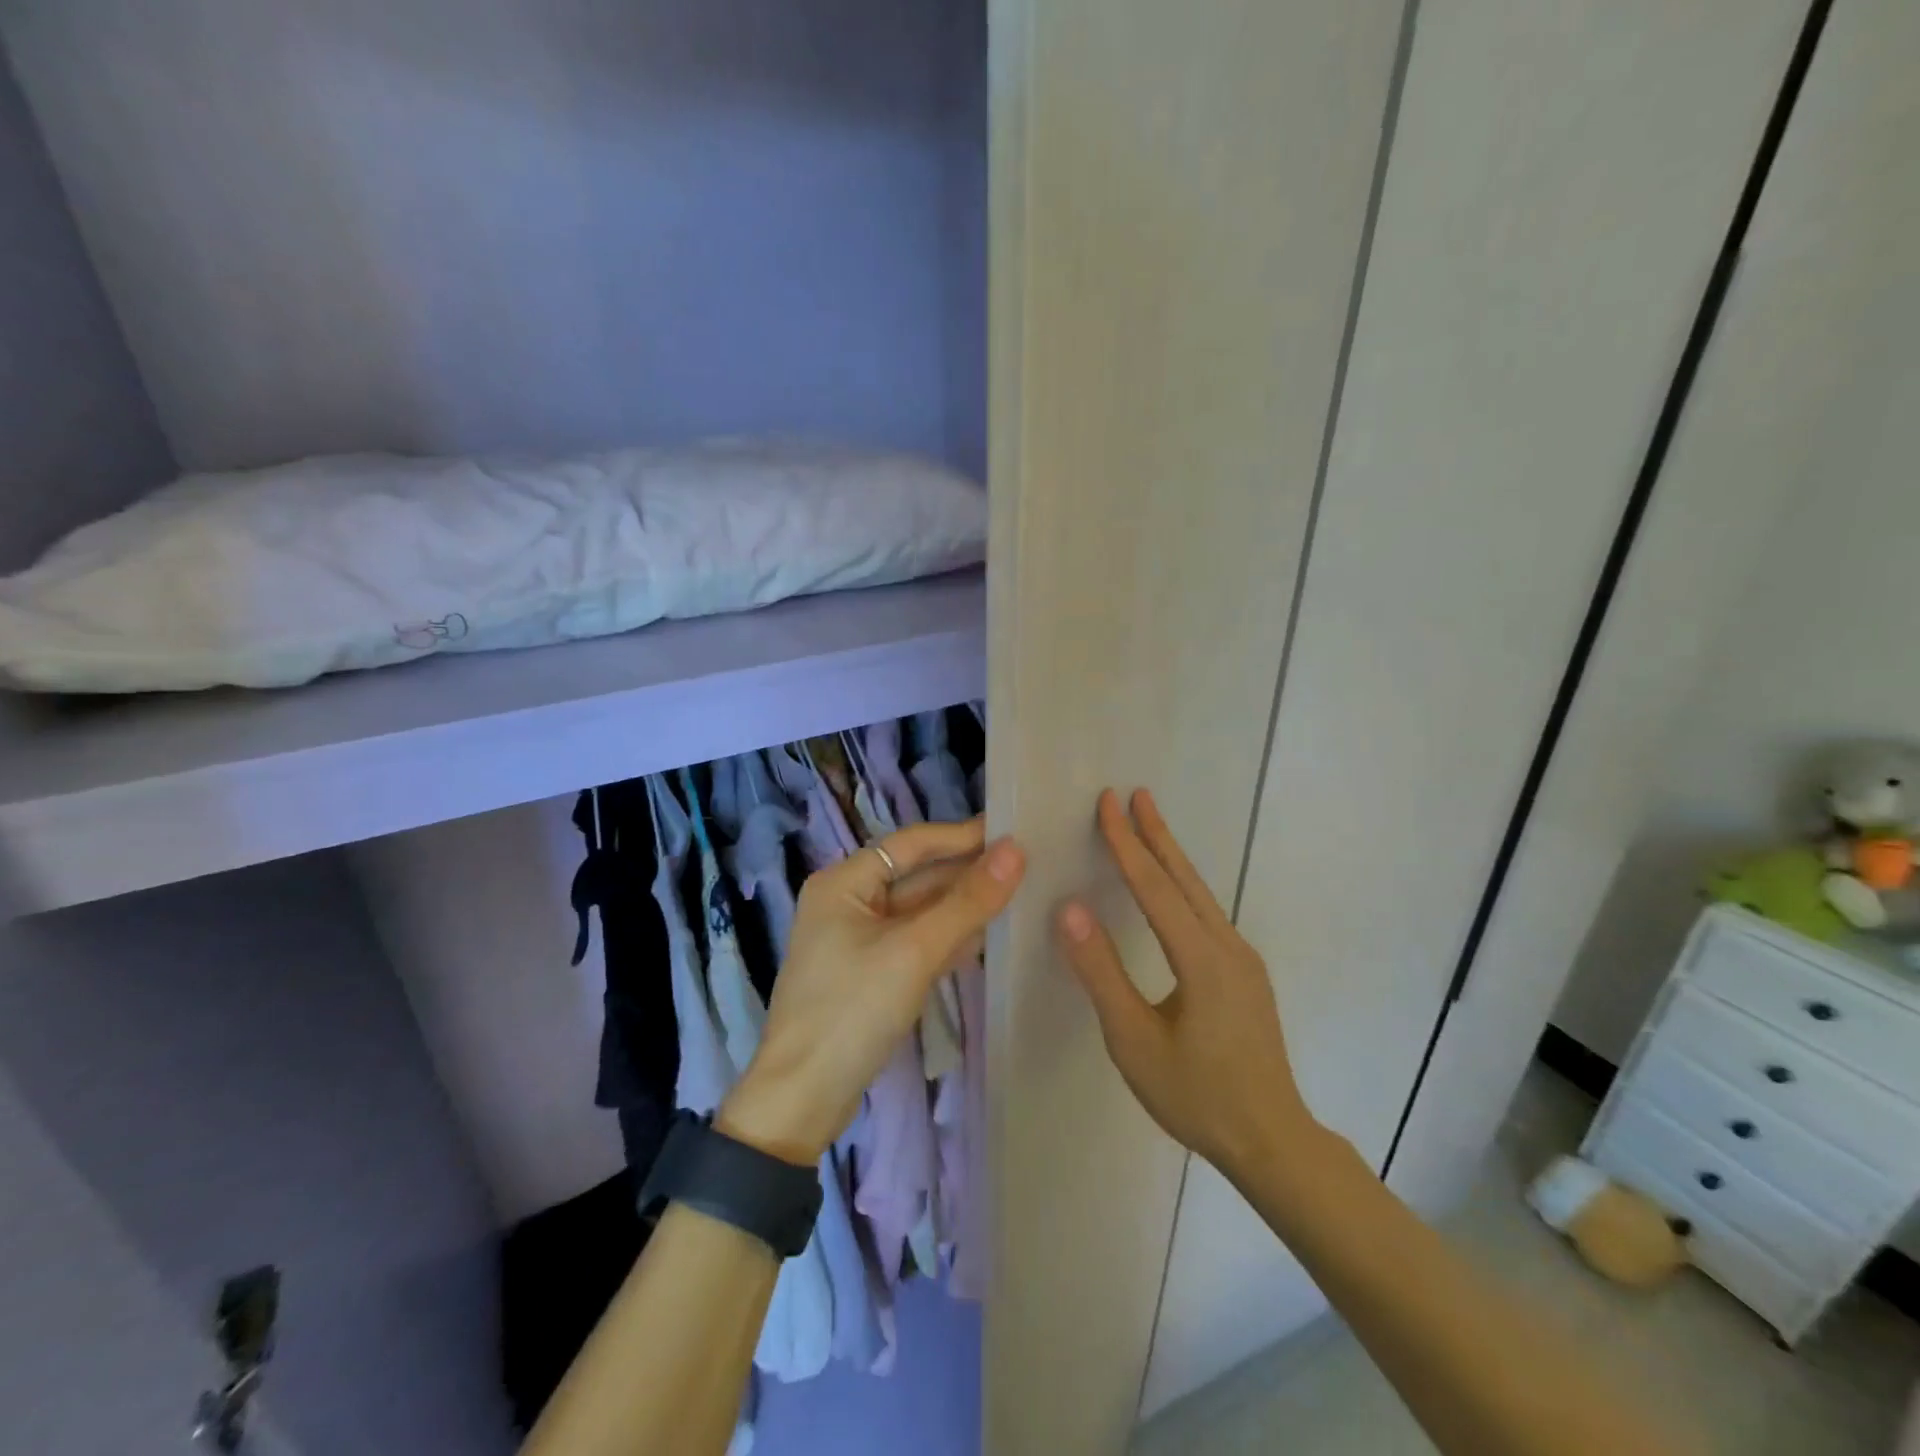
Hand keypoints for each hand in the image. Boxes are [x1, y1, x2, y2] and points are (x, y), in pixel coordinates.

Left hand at [720, 819, 1025, 1164]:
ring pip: (921, 911)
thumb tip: (1015, 850)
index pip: (912, 844)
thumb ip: (967, 901)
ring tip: (1020, 892)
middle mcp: (849, 901)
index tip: (1013, 829)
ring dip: (964, 905)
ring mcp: (860, 940)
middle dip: (967, 872)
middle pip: (918, 876)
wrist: (803, 1100)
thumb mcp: (914, 951)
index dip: (962, 835)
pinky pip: (918, 941)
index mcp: (844, 882)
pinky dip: (950, 937)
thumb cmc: (851, 1011)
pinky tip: (990, 935)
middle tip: (1028, 863)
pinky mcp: (872, 973)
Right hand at [1056, 789, 1320, 1178]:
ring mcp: (1243, 960)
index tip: (1108, 803)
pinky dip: (1182, 887)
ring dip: (1171, 857)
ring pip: (1200, 895)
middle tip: (1135, 794)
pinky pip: (1207, 915)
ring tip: (1148, 827)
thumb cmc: (1196, 1095)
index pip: (1154, 886)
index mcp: (1201, 958)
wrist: (1272, 1141)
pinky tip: (1171, 891)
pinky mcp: (1245, 975)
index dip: (1127, 842)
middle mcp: (1228, 946)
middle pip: (1185, 878)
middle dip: (1157, 833)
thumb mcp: (1133, 1040)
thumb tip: (1071, 909)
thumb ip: (1101, 972)